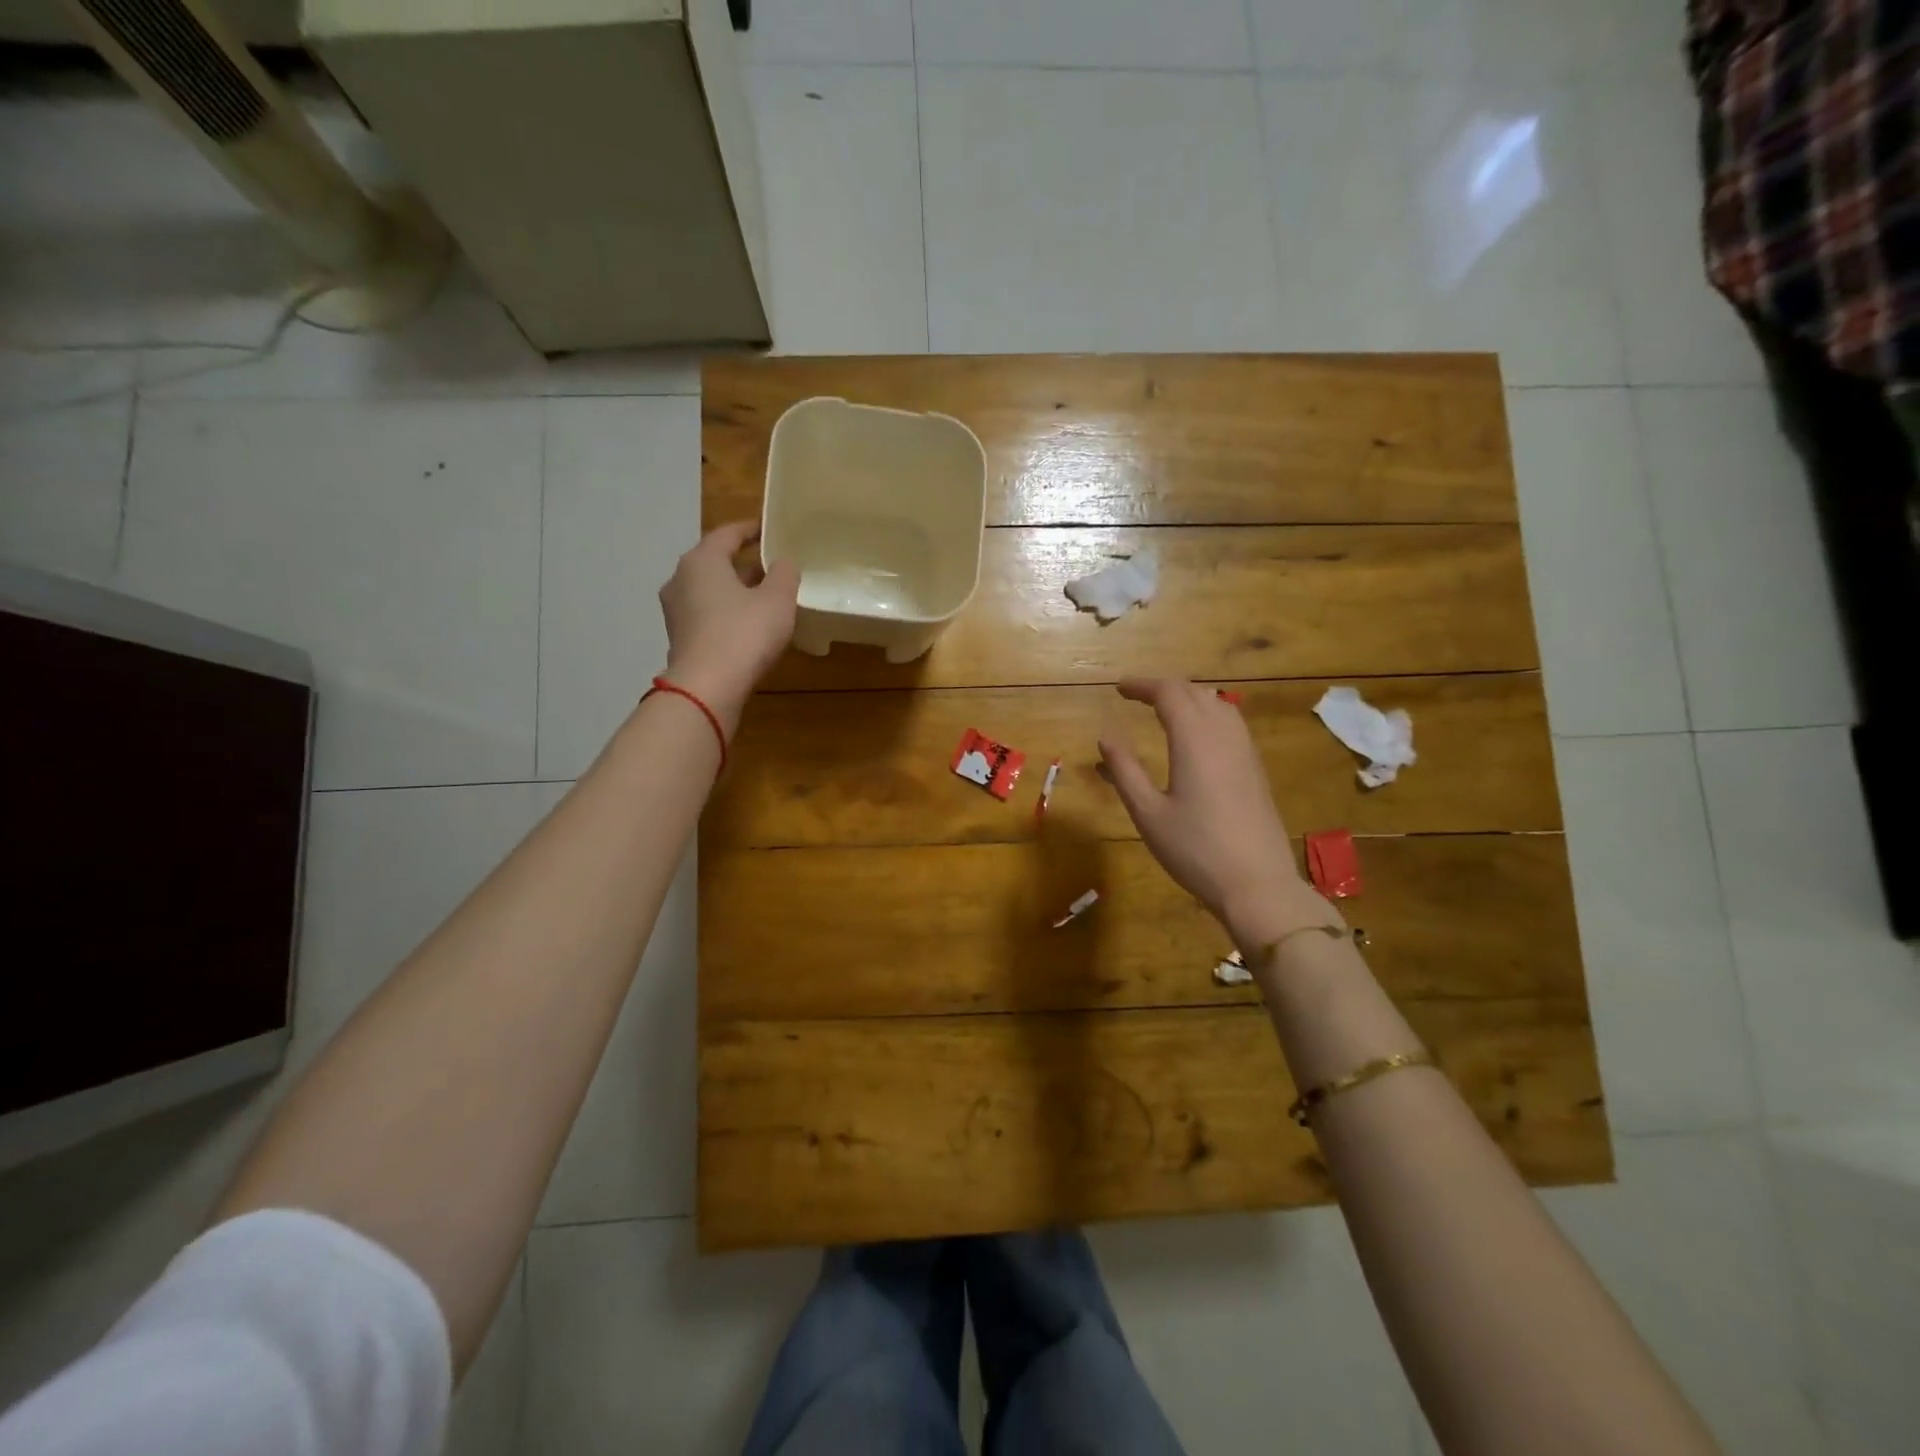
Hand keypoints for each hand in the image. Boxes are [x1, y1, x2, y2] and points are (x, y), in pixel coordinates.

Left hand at [659, 520, 799, 730]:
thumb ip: (784, 573)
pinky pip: (707, 615)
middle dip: (744, 564)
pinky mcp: (680, 638)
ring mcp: (676, 611)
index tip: (769, 529)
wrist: (707, 687)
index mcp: (702, 560)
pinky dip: (726, 614)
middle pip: (716, 562)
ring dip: (735, 591)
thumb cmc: (744, 633)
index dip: (751, 529)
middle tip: (773, 568)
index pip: (727, 534)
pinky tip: (748, 627)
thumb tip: (783, 561)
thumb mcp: (777, 600)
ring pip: (710, 590)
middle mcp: (680, 579)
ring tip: (764, 599)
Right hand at [1099, 678, 1328, 949]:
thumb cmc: (1195, 850)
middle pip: (1194, 692)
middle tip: (1136, 696)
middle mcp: (1223, 735)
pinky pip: (1230, 722)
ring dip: (1188, 697)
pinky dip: (1207, 713)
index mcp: (1194, 740)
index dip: (1142, 685)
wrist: (1257, 884)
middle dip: (1163, 687)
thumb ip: (1124, 770)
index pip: (1169, 693)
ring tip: (1163, 709)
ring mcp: (1245, 750)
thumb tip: (1105, 735)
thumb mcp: (1148, 813)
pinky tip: (1196, 735)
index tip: (1119, 688)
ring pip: (1217, 704)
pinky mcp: (1255, 768)